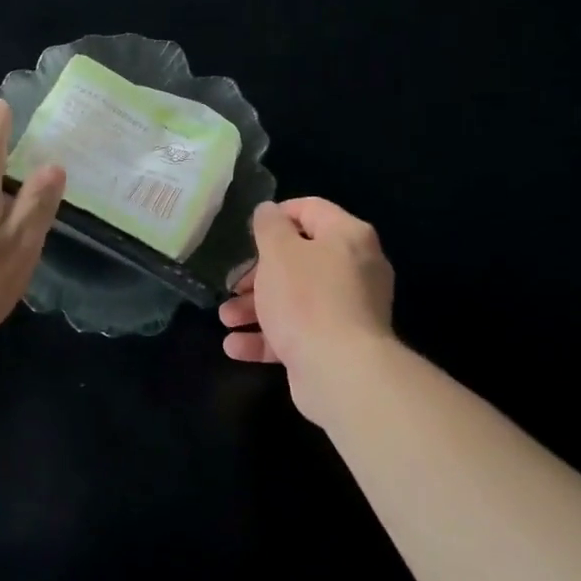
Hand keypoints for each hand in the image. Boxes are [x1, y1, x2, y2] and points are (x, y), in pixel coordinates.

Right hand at [218, 198, 395, 423]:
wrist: (340, 371)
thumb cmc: (306, 299)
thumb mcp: (278, 252)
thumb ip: (269, 226)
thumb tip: (268, 211)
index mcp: (347, 237)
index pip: (311, 209)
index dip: (277, 215)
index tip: (247, 232)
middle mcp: (354, 269)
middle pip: (299, 260)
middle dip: (257, 274)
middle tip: (233, 284)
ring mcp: (347, 310)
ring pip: (294, 300)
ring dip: (255, 308)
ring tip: (226, 319)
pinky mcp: (336, 345)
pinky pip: (297, 333)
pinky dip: (267, 338)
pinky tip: (235, 346)